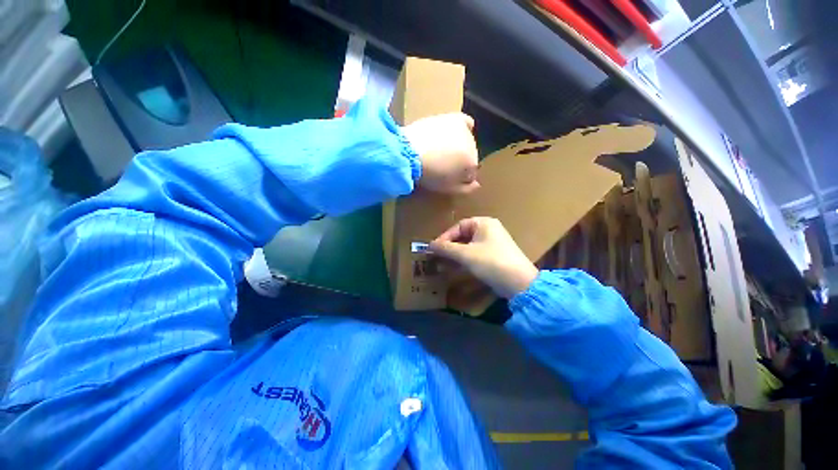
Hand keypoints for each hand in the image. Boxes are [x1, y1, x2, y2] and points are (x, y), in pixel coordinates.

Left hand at [402, 113, 479, 193]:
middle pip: (470, 156)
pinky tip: (457, 134)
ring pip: (467, 142)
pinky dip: (465, 128)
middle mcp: (473, 145)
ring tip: (443, 151)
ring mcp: (463, 130)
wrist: (409, 153)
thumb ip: (465, 189)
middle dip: (460, 162)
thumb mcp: (447, 188)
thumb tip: (477, 184)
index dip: (461, 177)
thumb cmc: (429, 175)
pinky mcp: (452, 119)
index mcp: (471, 163)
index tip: (450, 178)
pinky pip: (466, 122)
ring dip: (459, 147)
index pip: (472, 172)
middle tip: (444, 165)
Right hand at [430, 217, 537, 298]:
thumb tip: (429, 245)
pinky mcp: (494, 256)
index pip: (458, 226)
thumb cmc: (491, 262)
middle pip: (463, 236)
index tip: (433, 249)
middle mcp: (489, 230)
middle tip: (436, 257)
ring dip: (455, 255)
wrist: (519, 283)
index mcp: (483, 223)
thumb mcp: (465, 254)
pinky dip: (464, 260)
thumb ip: (446, 248)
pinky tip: (455, 268)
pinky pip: (474, 254)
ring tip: (442, 264)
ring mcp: (492, 243)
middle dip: (449, 247)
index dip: (444, 237)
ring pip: (468, 246)